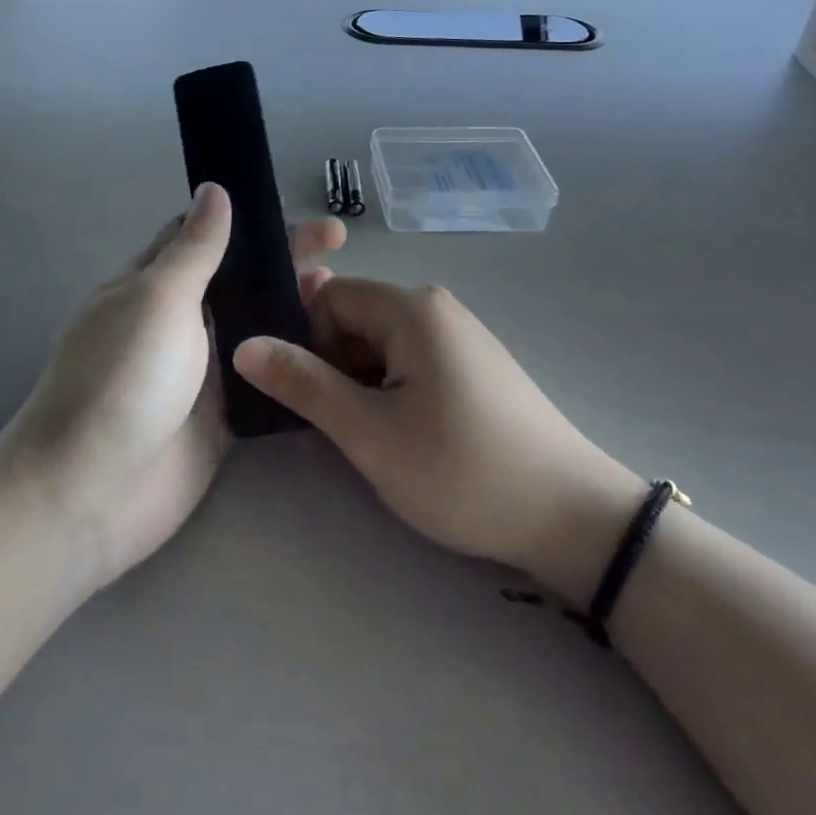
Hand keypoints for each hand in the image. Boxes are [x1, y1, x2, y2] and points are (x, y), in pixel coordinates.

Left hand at [0, 184, 344, 591]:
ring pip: (255, 324)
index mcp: (152, 283)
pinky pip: (263, 373)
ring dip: (293, 305)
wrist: (93, 492)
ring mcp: (200, 368)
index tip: (297, 210)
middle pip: (237, 277)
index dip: (249, 220)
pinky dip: (293, 357)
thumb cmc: (122, 378)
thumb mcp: (158, 298)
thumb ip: (195, 248)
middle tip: (339, 244)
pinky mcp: (222, 412)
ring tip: (342, 294)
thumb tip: (213, 188)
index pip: (203, 236)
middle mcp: (177, 319)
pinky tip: (333, 347)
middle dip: (283, 257)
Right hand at [233, 279, 642, 599]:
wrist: (571, 516)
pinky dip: (392, 389)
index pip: (328, 297)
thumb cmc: (460, 469)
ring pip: (381, 343)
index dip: (307, 342)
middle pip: (354, 317)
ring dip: (362, 382)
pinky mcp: (473, 363)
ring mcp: (459, 334)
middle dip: (333, 365)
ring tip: (372, 438)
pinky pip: (411, 359)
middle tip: (339, 425)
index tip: (310, 397)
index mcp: (410, 308)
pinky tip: (405, 436)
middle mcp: (434, 307)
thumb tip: (244, 344)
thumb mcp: (369, 433)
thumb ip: (303, 384)